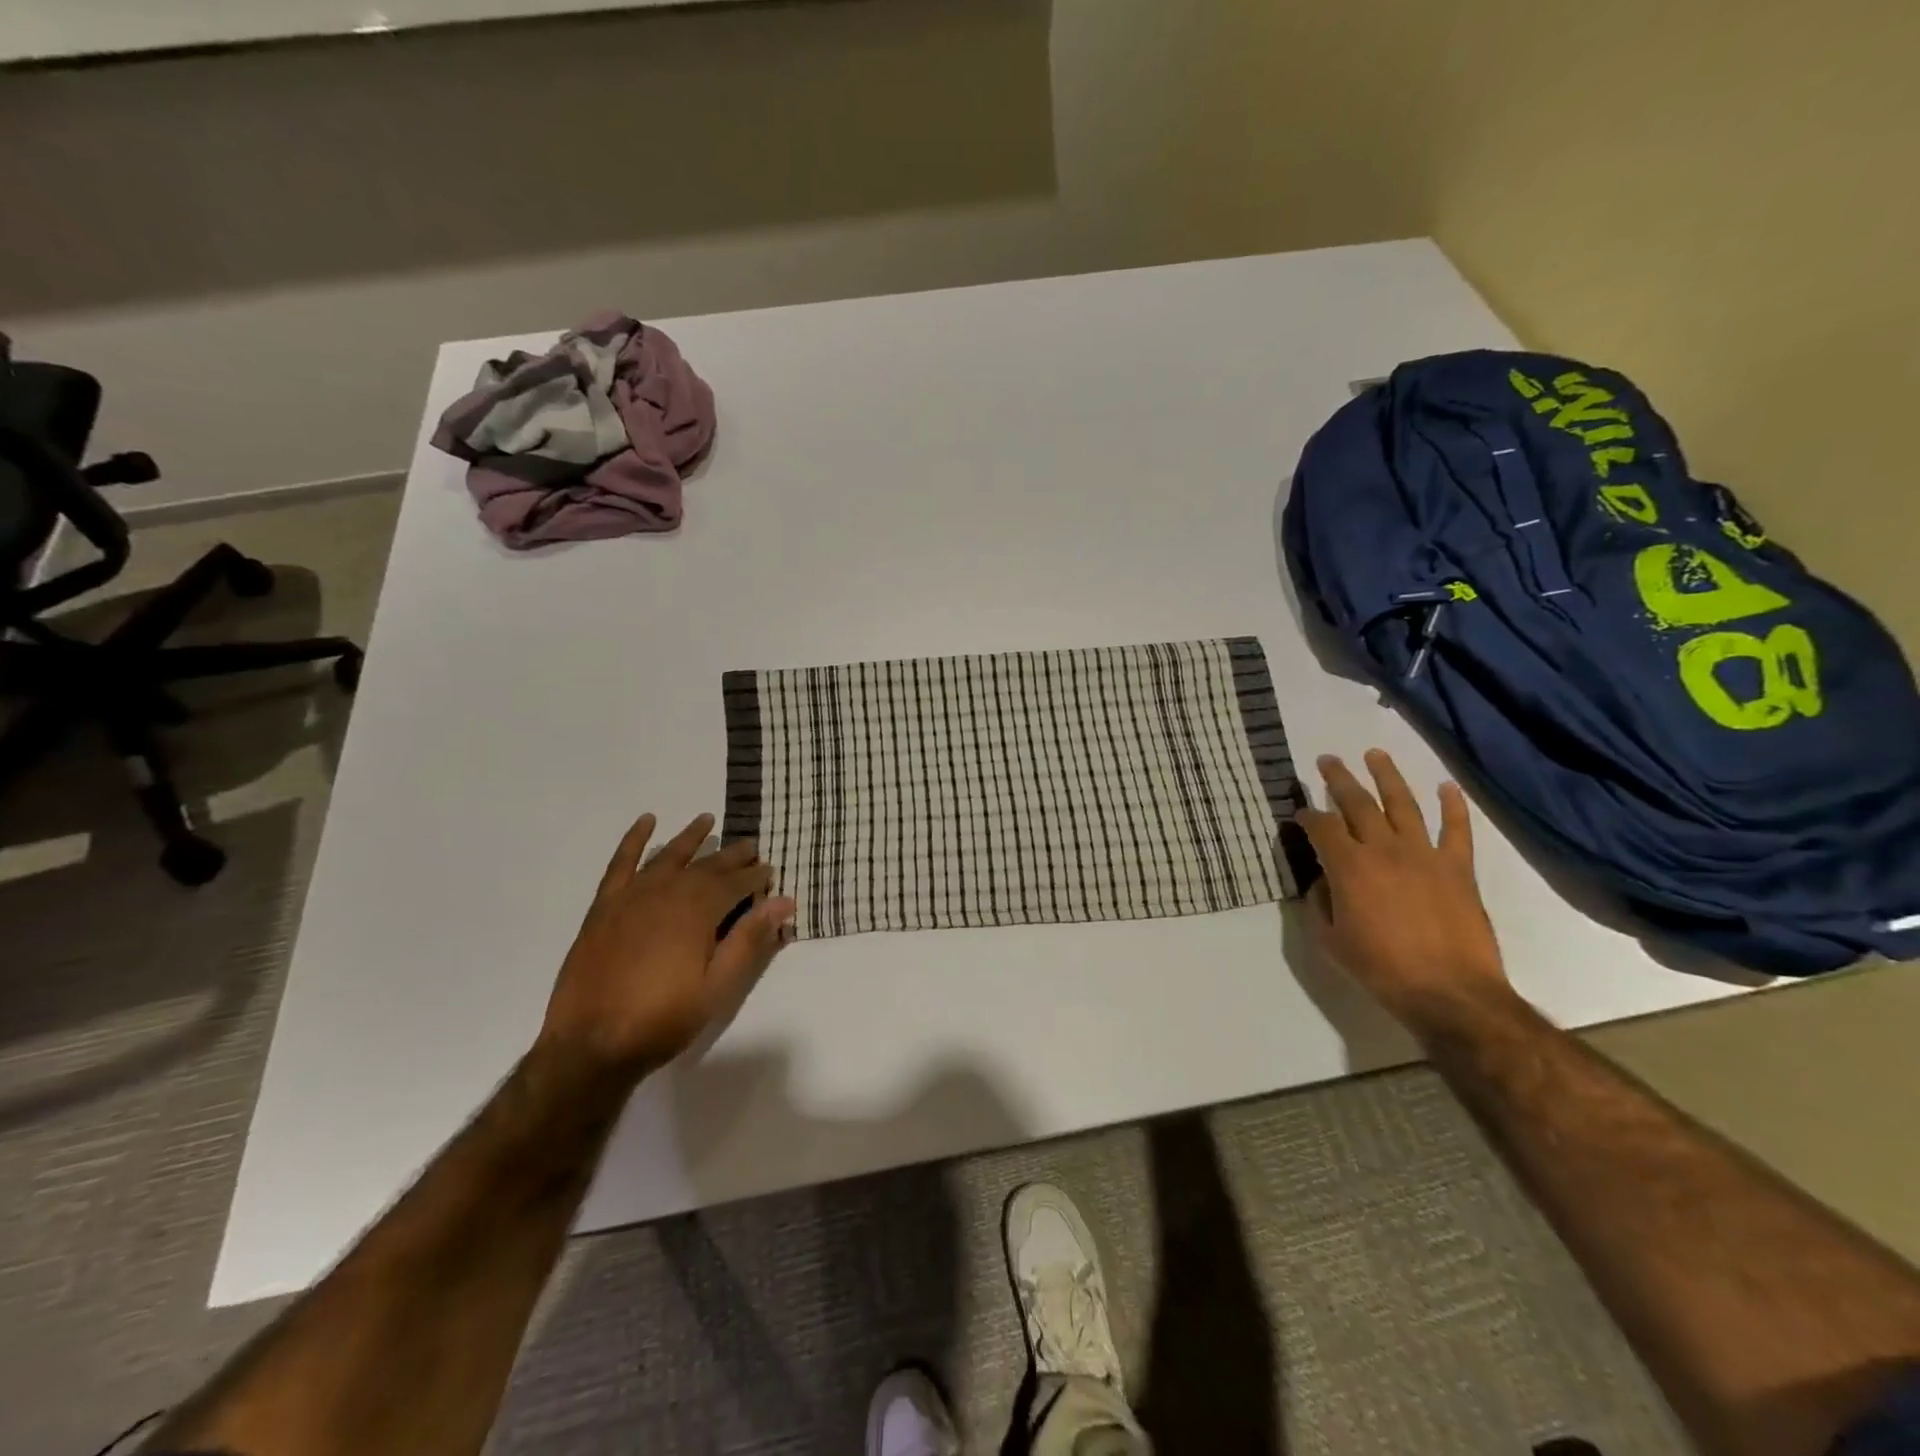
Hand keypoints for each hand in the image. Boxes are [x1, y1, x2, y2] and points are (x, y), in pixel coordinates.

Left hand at [538, 812, 797, 1080]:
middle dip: (732, 856)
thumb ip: (749, 940)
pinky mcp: (605, 906)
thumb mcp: (718, 986)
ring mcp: (632, 896)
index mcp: (698, 911)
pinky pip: (621, 863)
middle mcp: (667, 893)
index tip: (770, 872)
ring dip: (690, 837)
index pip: (736, 884)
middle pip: (707, 866)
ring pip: (669, 857)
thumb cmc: (663, 1019)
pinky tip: (646, 822)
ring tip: (707, 821)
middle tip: (751, 848)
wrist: (590, 1045)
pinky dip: (634, 840)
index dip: (756, 878)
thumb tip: (783, 901)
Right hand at [1298, 749, 1514, 1036]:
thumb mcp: (1331, 941)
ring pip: (1403, 804)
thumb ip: (1320, 905)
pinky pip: (1457, 830)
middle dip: (1338, 779)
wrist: (1450, 993)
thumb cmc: (1381, 969)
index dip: (1306, 815)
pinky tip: (1446, 787)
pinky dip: (1453, 806)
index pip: (1321, 827)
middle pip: (1357, 803)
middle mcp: (1384, 849)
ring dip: (1387, 776)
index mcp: (1348, 867)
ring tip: (1375, 753)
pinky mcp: (1458, 868)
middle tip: (1327, 760)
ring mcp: (1425, 855)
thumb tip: (1323, 882)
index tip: (1299, 812)